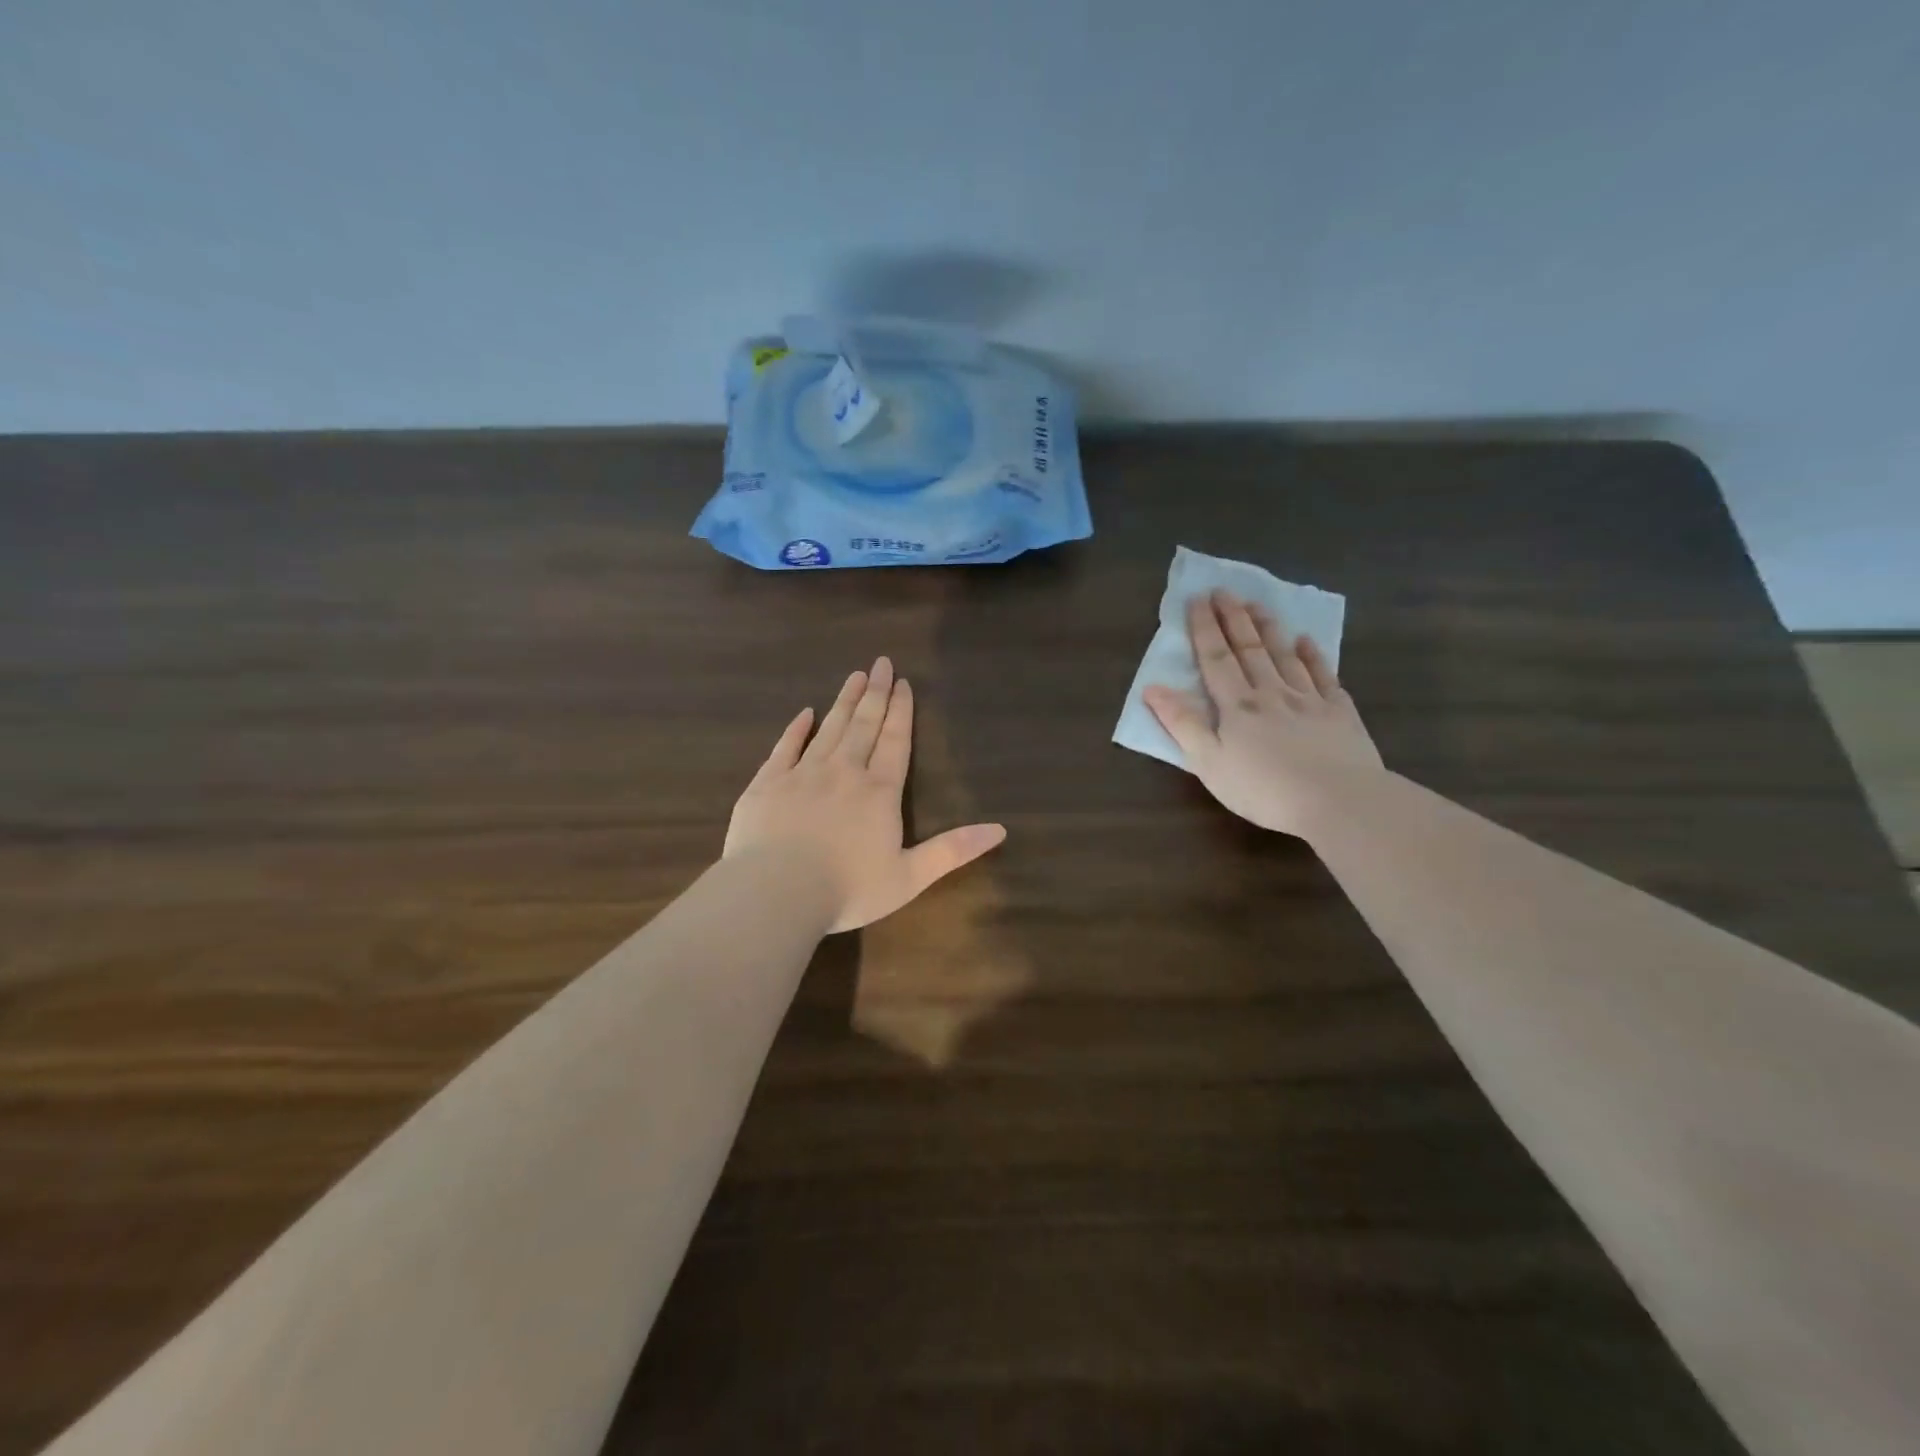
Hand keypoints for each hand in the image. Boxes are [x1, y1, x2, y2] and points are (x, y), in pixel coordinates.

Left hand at [725, 657, 1007, 932]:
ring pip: (829, 728)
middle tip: (881, 663)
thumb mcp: (910, 876)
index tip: (903, 683)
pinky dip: (796, 728)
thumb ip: (952, 850)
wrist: (775, 892)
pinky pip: (785, 747)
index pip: (895, 742)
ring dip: (844, 701)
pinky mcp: (768, 783)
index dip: (901, 711)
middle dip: (875, 693)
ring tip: (854, 676)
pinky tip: (805, 713)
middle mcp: (844, 772)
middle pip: (864, 725)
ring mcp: (803, 773)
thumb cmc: (847, 889)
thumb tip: (1000, 829)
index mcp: (879, 792)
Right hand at [1145, 590, 1383, 836]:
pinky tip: (1307, 641)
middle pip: (1250, 649)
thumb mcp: (1208, 762)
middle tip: (1224, 590)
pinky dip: (1314, 656)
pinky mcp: (1340, 713)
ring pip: (1285, 656)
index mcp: (1237, 706)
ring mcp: (1309, 700)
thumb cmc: (1263, 789)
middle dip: (1234, 618)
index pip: (1216, 659)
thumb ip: (1182, 724)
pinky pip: (1324, 676)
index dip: (1204, 628)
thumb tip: (1153, 688)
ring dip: (1269, 628)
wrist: (1338, 801)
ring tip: (1258, 604)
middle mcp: (1271, 693)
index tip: (1197, 599)